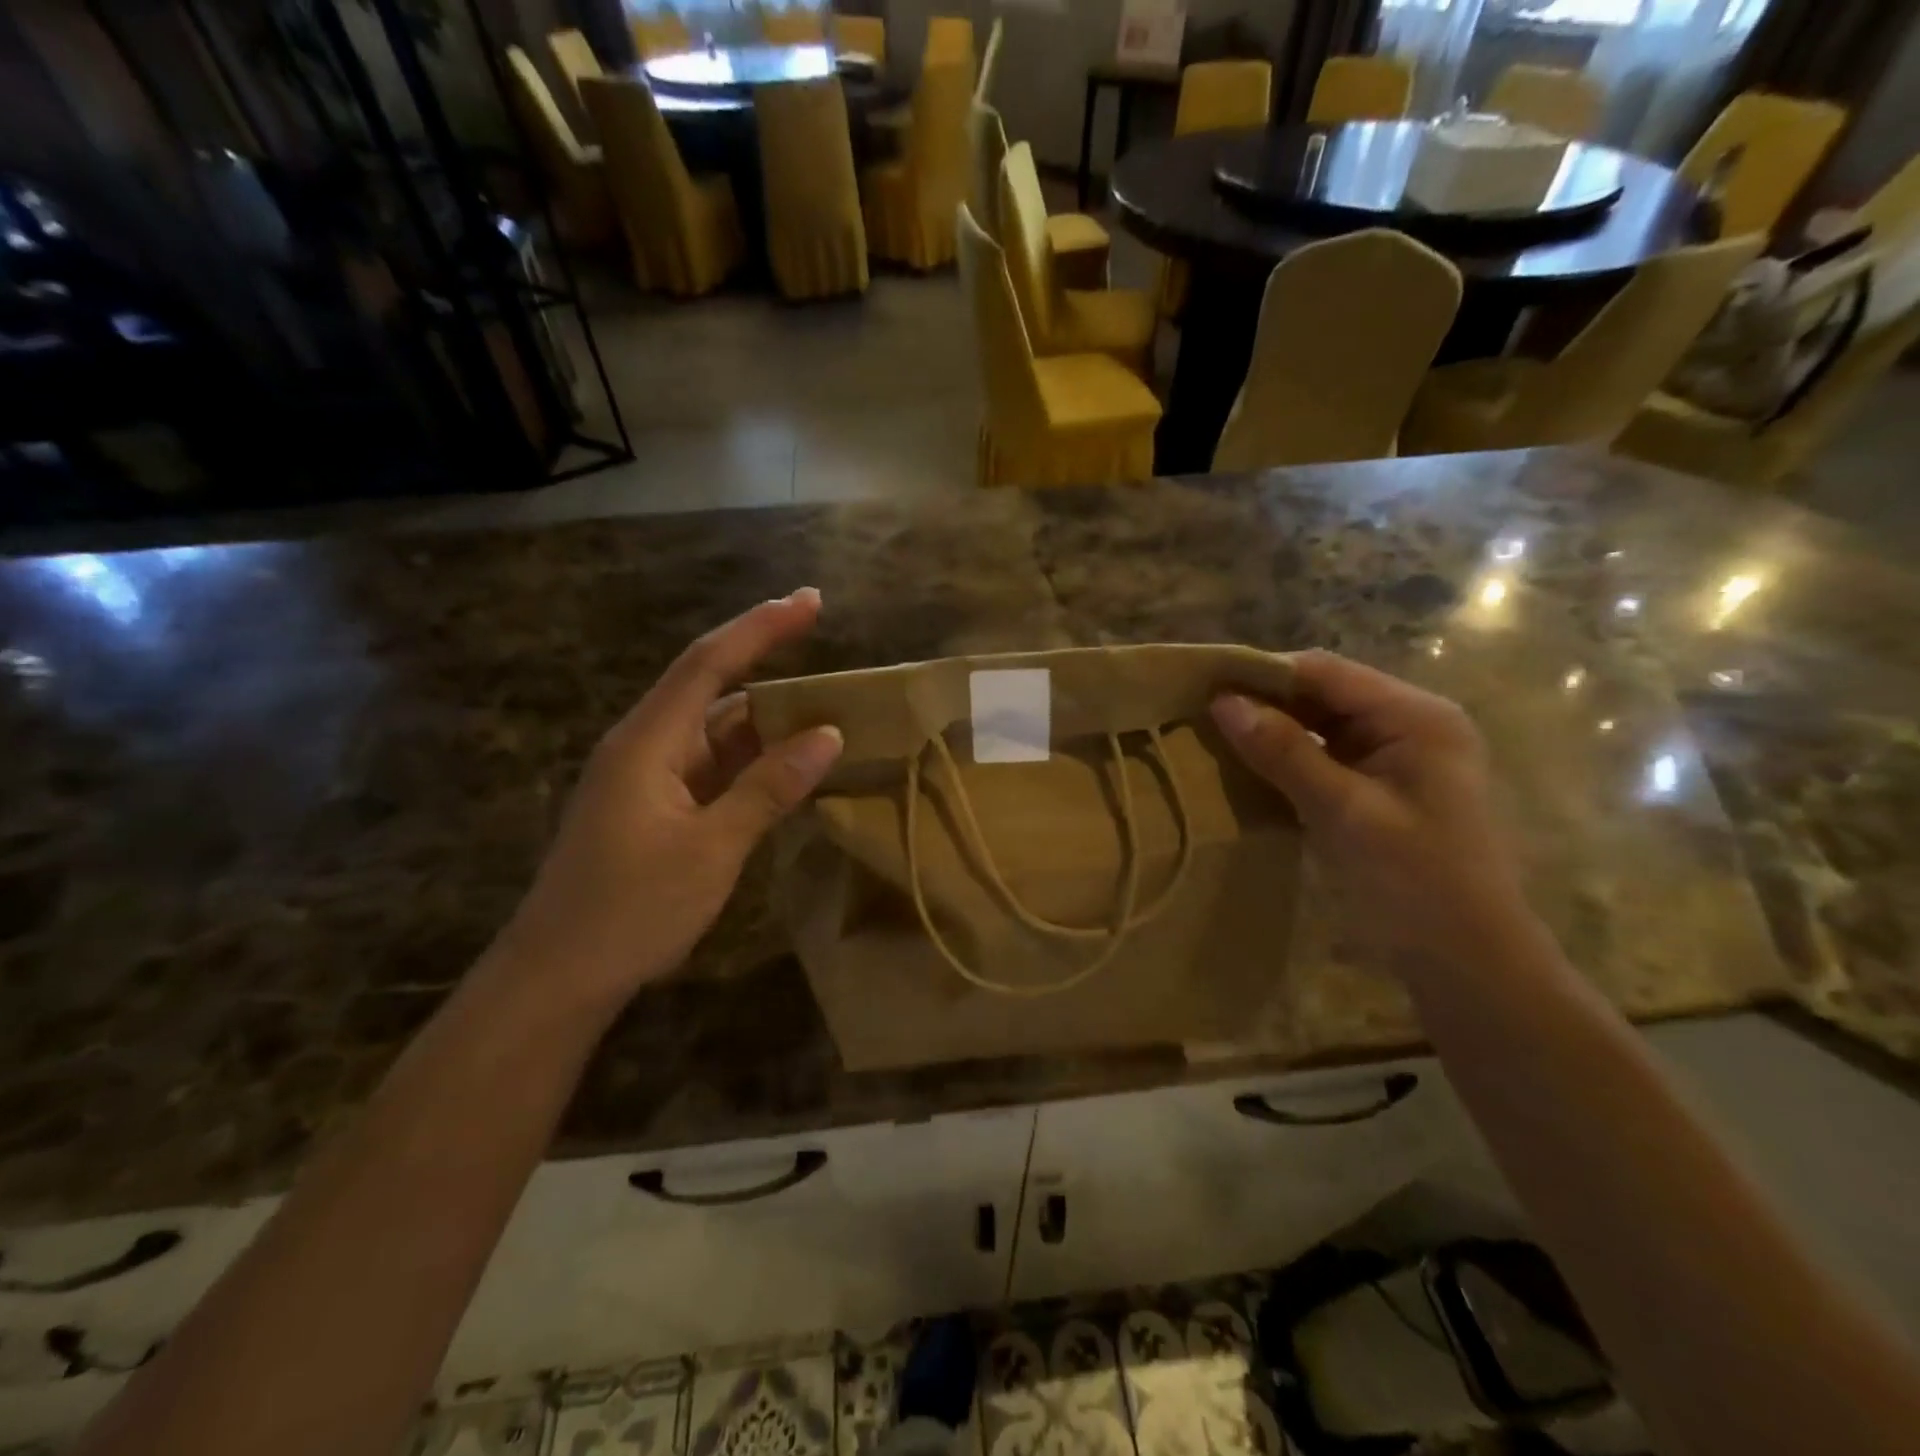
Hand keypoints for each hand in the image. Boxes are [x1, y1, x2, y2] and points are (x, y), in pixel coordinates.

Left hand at [487, 590, 841, 1017]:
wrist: (557, 979)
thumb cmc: (630, 911)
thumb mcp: (712, 849)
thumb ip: (769, 787)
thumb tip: (829, 734)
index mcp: (649, 742)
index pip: (710, 663)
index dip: (761, 626)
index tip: (810, 601)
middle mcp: (646, 746)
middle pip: (713, 689)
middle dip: (771, 666)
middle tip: (832, 658)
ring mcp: (648, 779)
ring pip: (716, 732)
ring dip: (768, 722)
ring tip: (827, 713)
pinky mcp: (655, 808)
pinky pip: (713, 767)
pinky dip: (753, 761)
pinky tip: (789, 768)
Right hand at [1211, 650, 1530, 975]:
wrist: (1465, 962)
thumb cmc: (1414, 881)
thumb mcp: (1343, 811)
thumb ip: (1284, 752)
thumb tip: (1222, 702)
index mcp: (1416, 716)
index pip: (1326, 672)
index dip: (1263, 673)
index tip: (1204, 685)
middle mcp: (1410, 723)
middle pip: (1323, 694)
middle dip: (1265, 702)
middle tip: (1200, 714)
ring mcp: (1397, 756)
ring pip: (1320, 725)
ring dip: (1273, 730)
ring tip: (1214, 737)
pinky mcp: (1382, 787)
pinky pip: (1326, 756)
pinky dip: (1288, 758)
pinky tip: (1249, 768)